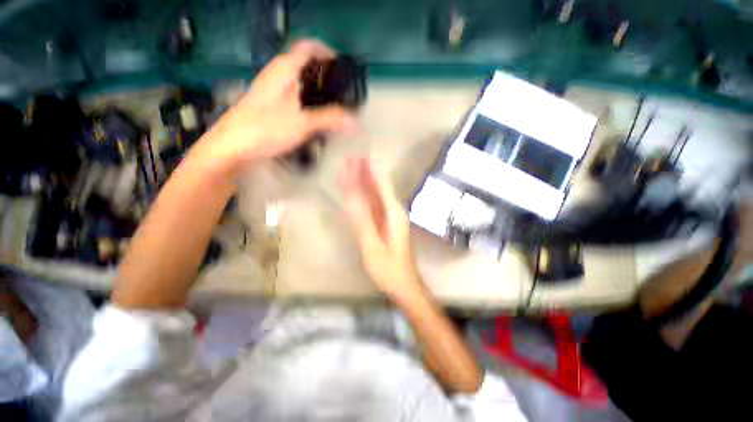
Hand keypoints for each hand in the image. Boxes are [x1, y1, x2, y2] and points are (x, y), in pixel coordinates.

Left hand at [194, 39, 355, 176]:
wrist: (233, 146)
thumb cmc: (265, 128)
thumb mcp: (302, 122)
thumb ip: (330, 118)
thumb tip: (354, 120)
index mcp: (284, 69)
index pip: (308, 47)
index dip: (327, 53)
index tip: (343, 68)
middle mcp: (278, 75)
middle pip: (307, 68)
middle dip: (327, 79)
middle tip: (343, 95)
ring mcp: (274, 92)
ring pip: (302, 86)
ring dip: (319, 95)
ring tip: (334, 110)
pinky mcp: (272, 107)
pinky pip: (296, 101)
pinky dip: (309, 107)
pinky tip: (316, 122)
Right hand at [339, 157, 423, 299]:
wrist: (403, 282)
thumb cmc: (389, 267)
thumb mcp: (373, 246)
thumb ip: (363, 222)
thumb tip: (352, 198)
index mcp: (393, 214)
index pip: (380, 186)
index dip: (369, 171)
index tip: (358, 158)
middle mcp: (394, 212)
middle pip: (378, 188)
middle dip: (365, 173)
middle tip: (352, 159)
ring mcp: (391, 218)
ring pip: (376, 197)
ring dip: (364, 183)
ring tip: (352, 170)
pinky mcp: (387, 225)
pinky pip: (374, 207)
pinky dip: (365, 198)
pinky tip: (358, 193)